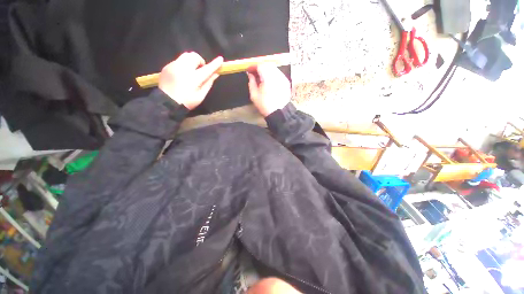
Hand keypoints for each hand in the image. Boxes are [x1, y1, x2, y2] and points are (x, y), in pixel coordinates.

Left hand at [159, 52, 222, 109]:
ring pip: (185, 56)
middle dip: (200, 61)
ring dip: (192, 61)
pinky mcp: (167, 66)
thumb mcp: (200, 96)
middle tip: (201, 70)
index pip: (206, 69)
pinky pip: (178, 60)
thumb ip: (208, 83)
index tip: (220, 59)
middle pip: (194, 56)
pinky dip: (184, 65)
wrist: (166, 103)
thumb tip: (215, 74)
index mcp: (193, 78)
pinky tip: (183, 75)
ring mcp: (173, 66)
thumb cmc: (186, 102)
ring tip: (192, 72)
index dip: (214, 64)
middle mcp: (183, 69)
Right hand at [247, 64, 290, 116]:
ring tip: (262, 77)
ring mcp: (283, 78)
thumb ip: (251, 82)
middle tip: (255, 73)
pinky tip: (269, 81)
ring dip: (266, 70)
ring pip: (273, 68)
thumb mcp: (254, 95)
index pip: (260, 65)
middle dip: (260, 67)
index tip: (249, 70)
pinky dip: (273, 74)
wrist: (279, 112)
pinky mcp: (286, 82)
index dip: (253, 66)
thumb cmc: (265, 105)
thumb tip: (250, 74)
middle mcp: (276, 75)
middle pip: (267, 64)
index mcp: (268, 78)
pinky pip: (278, 74)